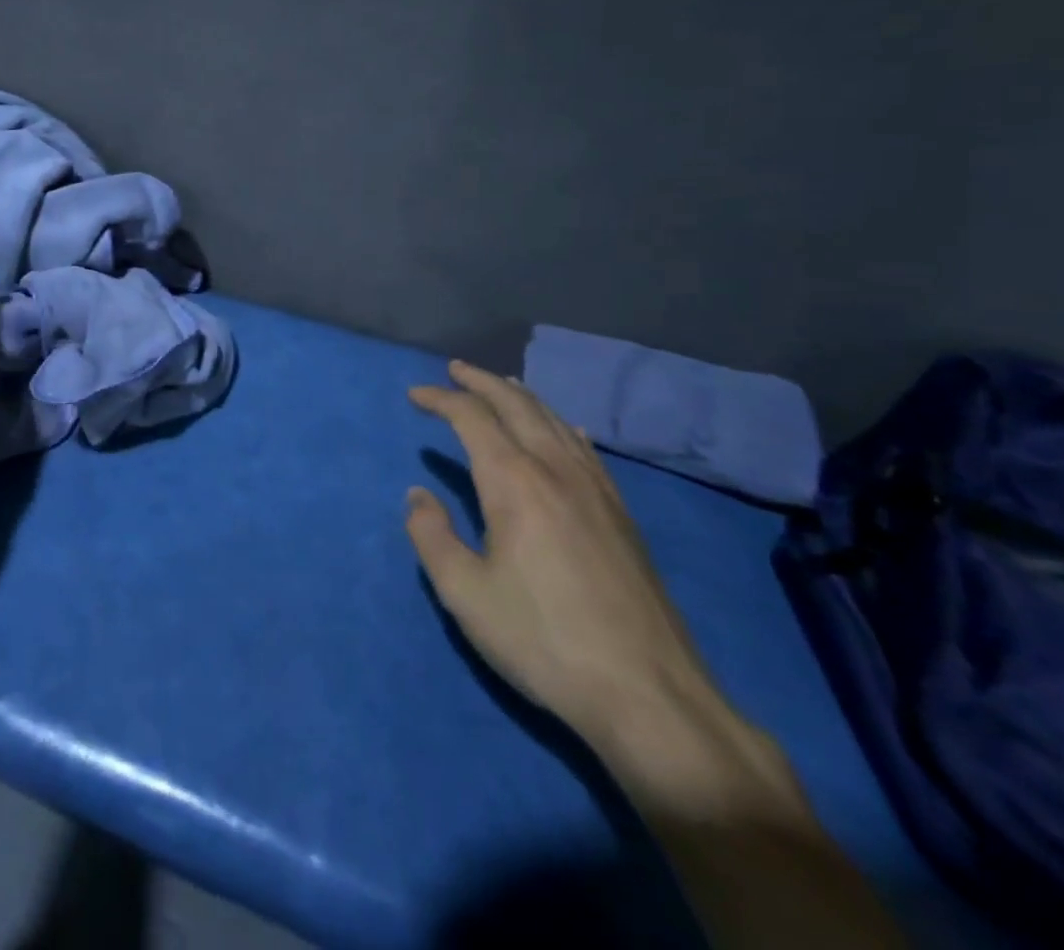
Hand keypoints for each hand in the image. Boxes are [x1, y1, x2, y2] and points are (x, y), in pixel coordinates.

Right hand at [406, 361, 726, 752]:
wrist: (649, 695)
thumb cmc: (543, 641)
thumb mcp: (464, 594)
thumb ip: (432, 536)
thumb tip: (418, 495)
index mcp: (515, 483)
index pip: (472, 419)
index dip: (440, 399)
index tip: (415, 394)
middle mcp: (556, 471)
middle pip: (517, 406)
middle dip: (482, 382)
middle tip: (455, 369)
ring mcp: (597, 491)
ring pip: (555, 421)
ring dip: (522, 397)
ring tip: (501, 386)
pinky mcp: (622, 516)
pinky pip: (585, 449)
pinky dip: (561, 425)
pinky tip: (563, 430)